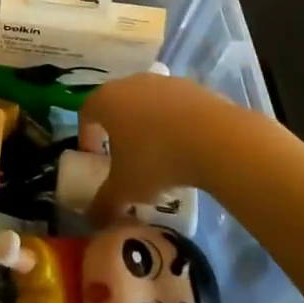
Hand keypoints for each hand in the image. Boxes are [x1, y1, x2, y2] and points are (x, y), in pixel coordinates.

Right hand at [84, 73, 250, 224]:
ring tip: (161, 154)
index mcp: (106, 101)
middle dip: (118, 129)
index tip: (95, 158)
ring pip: (148, 103)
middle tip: (126, 157)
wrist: (216, 139)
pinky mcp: (194, 87)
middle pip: (117, 104)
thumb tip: (93, 220)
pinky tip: (188, 146)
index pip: (86, 112)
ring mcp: (164, 82)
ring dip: (149, 125)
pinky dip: (176, 123)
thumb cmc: (156, 158)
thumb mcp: (126, 188)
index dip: (87, 135)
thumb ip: (105, 202)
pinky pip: (176, 106)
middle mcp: (131, 83)